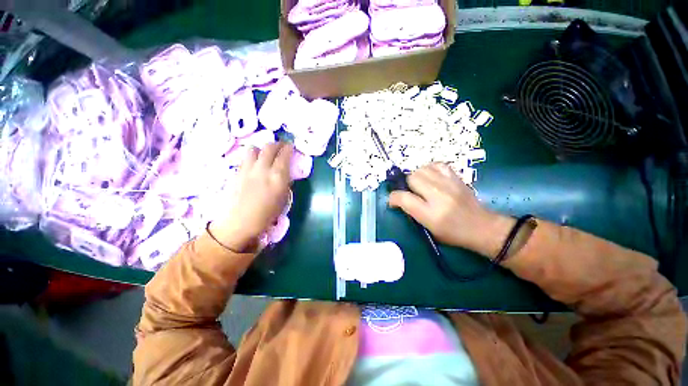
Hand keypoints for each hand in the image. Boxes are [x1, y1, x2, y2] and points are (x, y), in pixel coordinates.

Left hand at [210, 143, 293, 252]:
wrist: (240, 223)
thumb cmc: (266, 215)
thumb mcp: (283, 199)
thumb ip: (285, 183)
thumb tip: (286, 175)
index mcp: (278, 177)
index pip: (284, 155)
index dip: (288, 148)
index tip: (291, 146)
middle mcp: (263, 169)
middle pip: (269, 147)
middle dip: (277, 144)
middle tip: (281, 145)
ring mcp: (248, 169)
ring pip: (254, 149)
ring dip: (262, 148)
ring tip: (266, 153)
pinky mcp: (237, 172)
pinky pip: (245, 158)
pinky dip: (252, 156)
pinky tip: (255, 163)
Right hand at [388, 163, 515, 257]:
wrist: (483, 227)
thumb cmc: (453, 234)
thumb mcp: (429, 230)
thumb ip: (412, 213)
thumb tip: (400, 199)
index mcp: (431, 214)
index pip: (404, 198)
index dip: (393, 198)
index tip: (393, 201)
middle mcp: (439, 196)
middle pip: (412, 178)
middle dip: (406, 185)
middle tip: (410, 193)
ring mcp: (449, 184)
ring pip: (422, 169)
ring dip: (416, 176)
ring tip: (420, 185)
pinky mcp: (456, 178)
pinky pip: (437, 165)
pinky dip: (429, 169)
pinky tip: (430, 177)